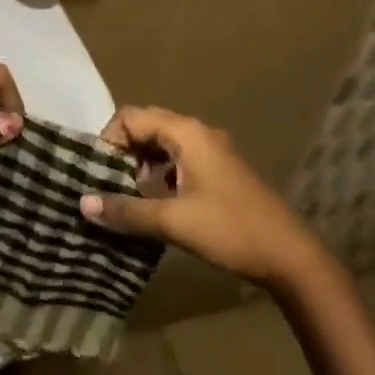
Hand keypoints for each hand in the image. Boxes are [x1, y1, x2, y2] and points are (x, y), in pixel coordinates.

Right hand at [80, 106, 337, 295]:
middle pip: (147, 125)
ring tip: (130, 194)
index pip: (131, 116)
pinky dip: (162, 171)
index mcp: (186, 133)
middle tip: (110, 182)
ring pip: (164, 142)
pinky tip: (159, 201)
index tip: (100, 172)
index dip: (109, 139)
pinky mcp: (221, 170)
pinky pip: (180, 157)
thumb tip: (83, 204)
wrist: (291, 258)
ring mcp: (213, 150)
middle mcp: (198, 132)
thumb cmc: (230, 230)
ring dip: (142, 162)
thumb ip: (127, 210)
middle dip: (124, 150)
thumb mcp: (173, 222)